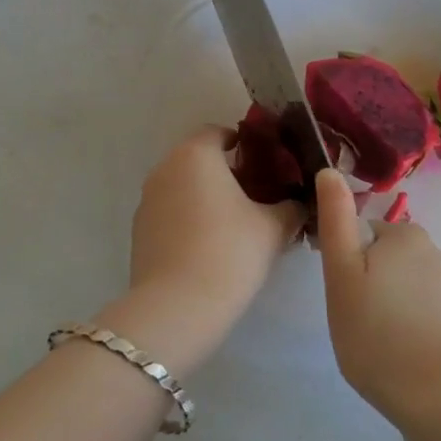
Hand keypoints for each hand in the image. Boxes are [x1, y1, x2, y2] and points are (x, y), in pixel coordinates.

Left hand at [102, 126, 303, 378]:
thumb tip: (300, 202)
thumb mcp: (274, 228)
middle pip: (200, 159)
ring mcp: (147, 200)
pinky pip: (170, 212)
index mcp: (196, 154)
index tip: (266, 163)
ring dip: (207, 196)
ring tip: (236, 225)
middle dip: (227, 172)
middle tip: (258, 195)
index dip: (244, 143)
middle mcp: (166, 168)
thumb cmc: (229, 252)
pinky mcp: (139, 231)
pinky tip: (210, 247)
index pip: (219, 132)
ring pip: (183, 186)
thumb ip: (291, 207)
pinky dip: (189, 219)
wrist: (176, 307)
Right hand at [314, 168, 440, 429]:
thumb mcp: (342, 274)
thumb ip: (336, 220)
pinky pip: (418, 309)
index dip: (343, 262)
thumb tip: (329, 171)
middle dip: (365, 283)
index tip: (340, 295)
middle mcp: (432, 250)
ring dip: (385, 305)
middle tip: (354, 320)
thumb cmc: (379, 334)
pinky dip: (405, 325)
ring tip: (376, 343)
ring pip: (399, 285)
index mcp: (404, 234)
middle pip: (381, 258)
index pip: (360, 234)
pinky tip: (399, 354)